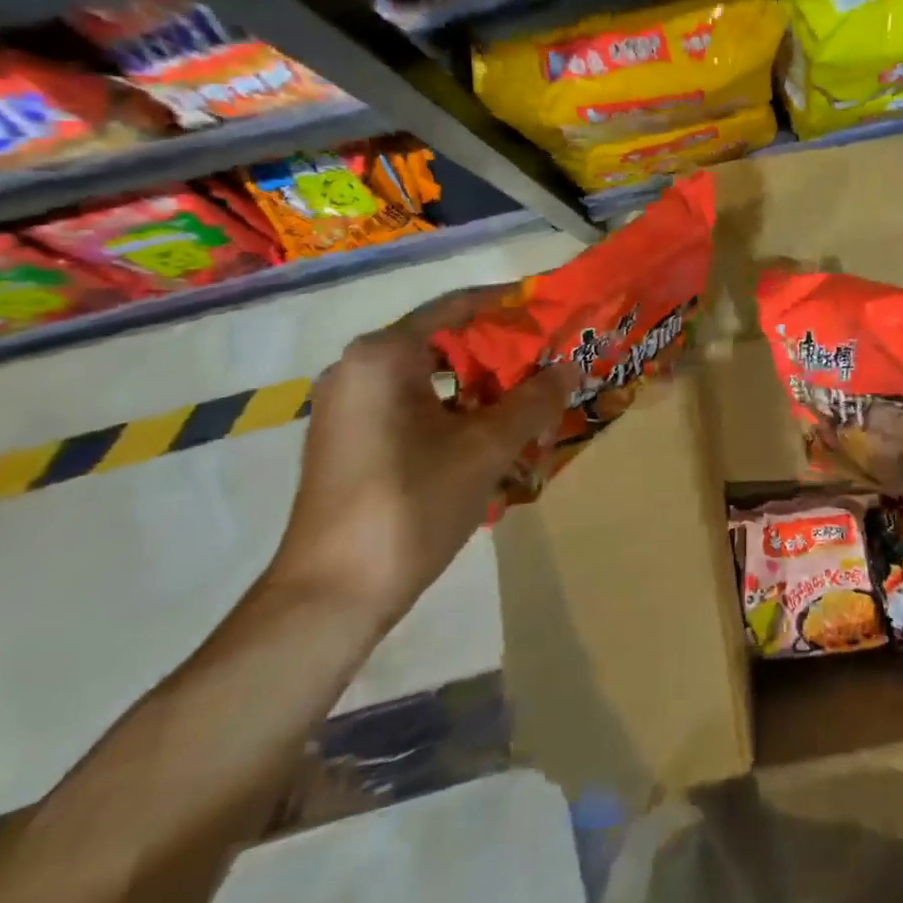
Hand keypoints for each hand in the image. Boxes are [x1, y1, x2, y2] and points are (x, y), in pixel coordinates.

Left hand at [265, 287, 577, 630]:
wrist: (330, 598)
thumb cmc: (411, 505)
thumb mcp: (486, 448)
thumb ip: (534, 399)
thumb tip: (572, 366)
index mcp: (383, 355)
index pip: (457, 305)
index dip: (509, 304)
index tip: (551, 307)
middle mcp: (358, 368)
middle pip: (444, 340)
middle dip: (500, 349)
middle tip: (550, 357)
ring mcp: (348, 406)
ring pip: (429, 376)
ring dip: (480, 383)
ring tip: (529, 395)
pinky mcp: (349, 439)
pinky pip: (412, 404)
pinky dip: (453, 408)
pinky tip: (491, 433)